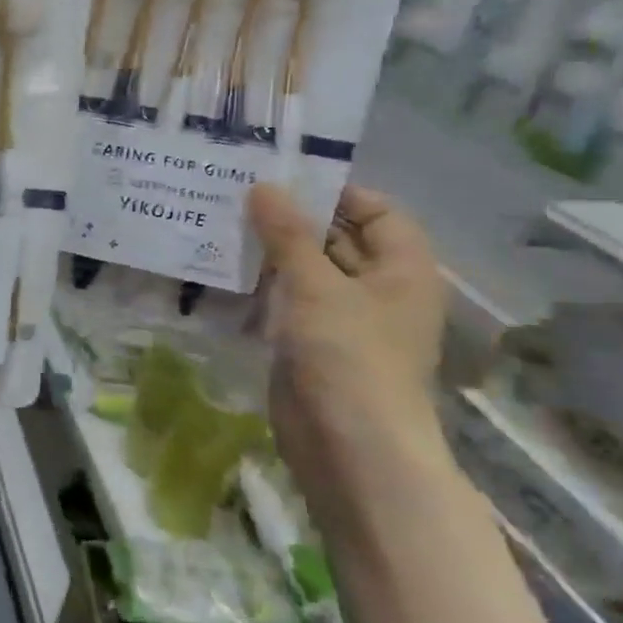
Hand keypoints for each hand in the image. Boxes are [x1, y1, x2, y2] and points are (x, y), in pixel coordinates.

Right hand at [248, 183, 445, 500]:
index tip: (281, 178)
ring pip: (305, 272)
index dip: (335, 192)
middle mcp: (378, 289)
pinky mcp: (311, 344)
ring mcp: (343, 320)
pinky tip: (220, 272)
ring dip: (269, 253)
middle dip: (291, 220)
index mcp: (402, 269)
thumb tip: (263, 186)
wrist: (348, 444)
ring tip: (220, 225)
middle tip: (236, 196)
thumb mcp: (316, 286)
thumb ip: (288, 235)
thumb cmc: (348, 356)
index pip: (377, 211)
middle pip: (337, 239)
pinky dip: (260, 287)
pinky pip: (286, 303)